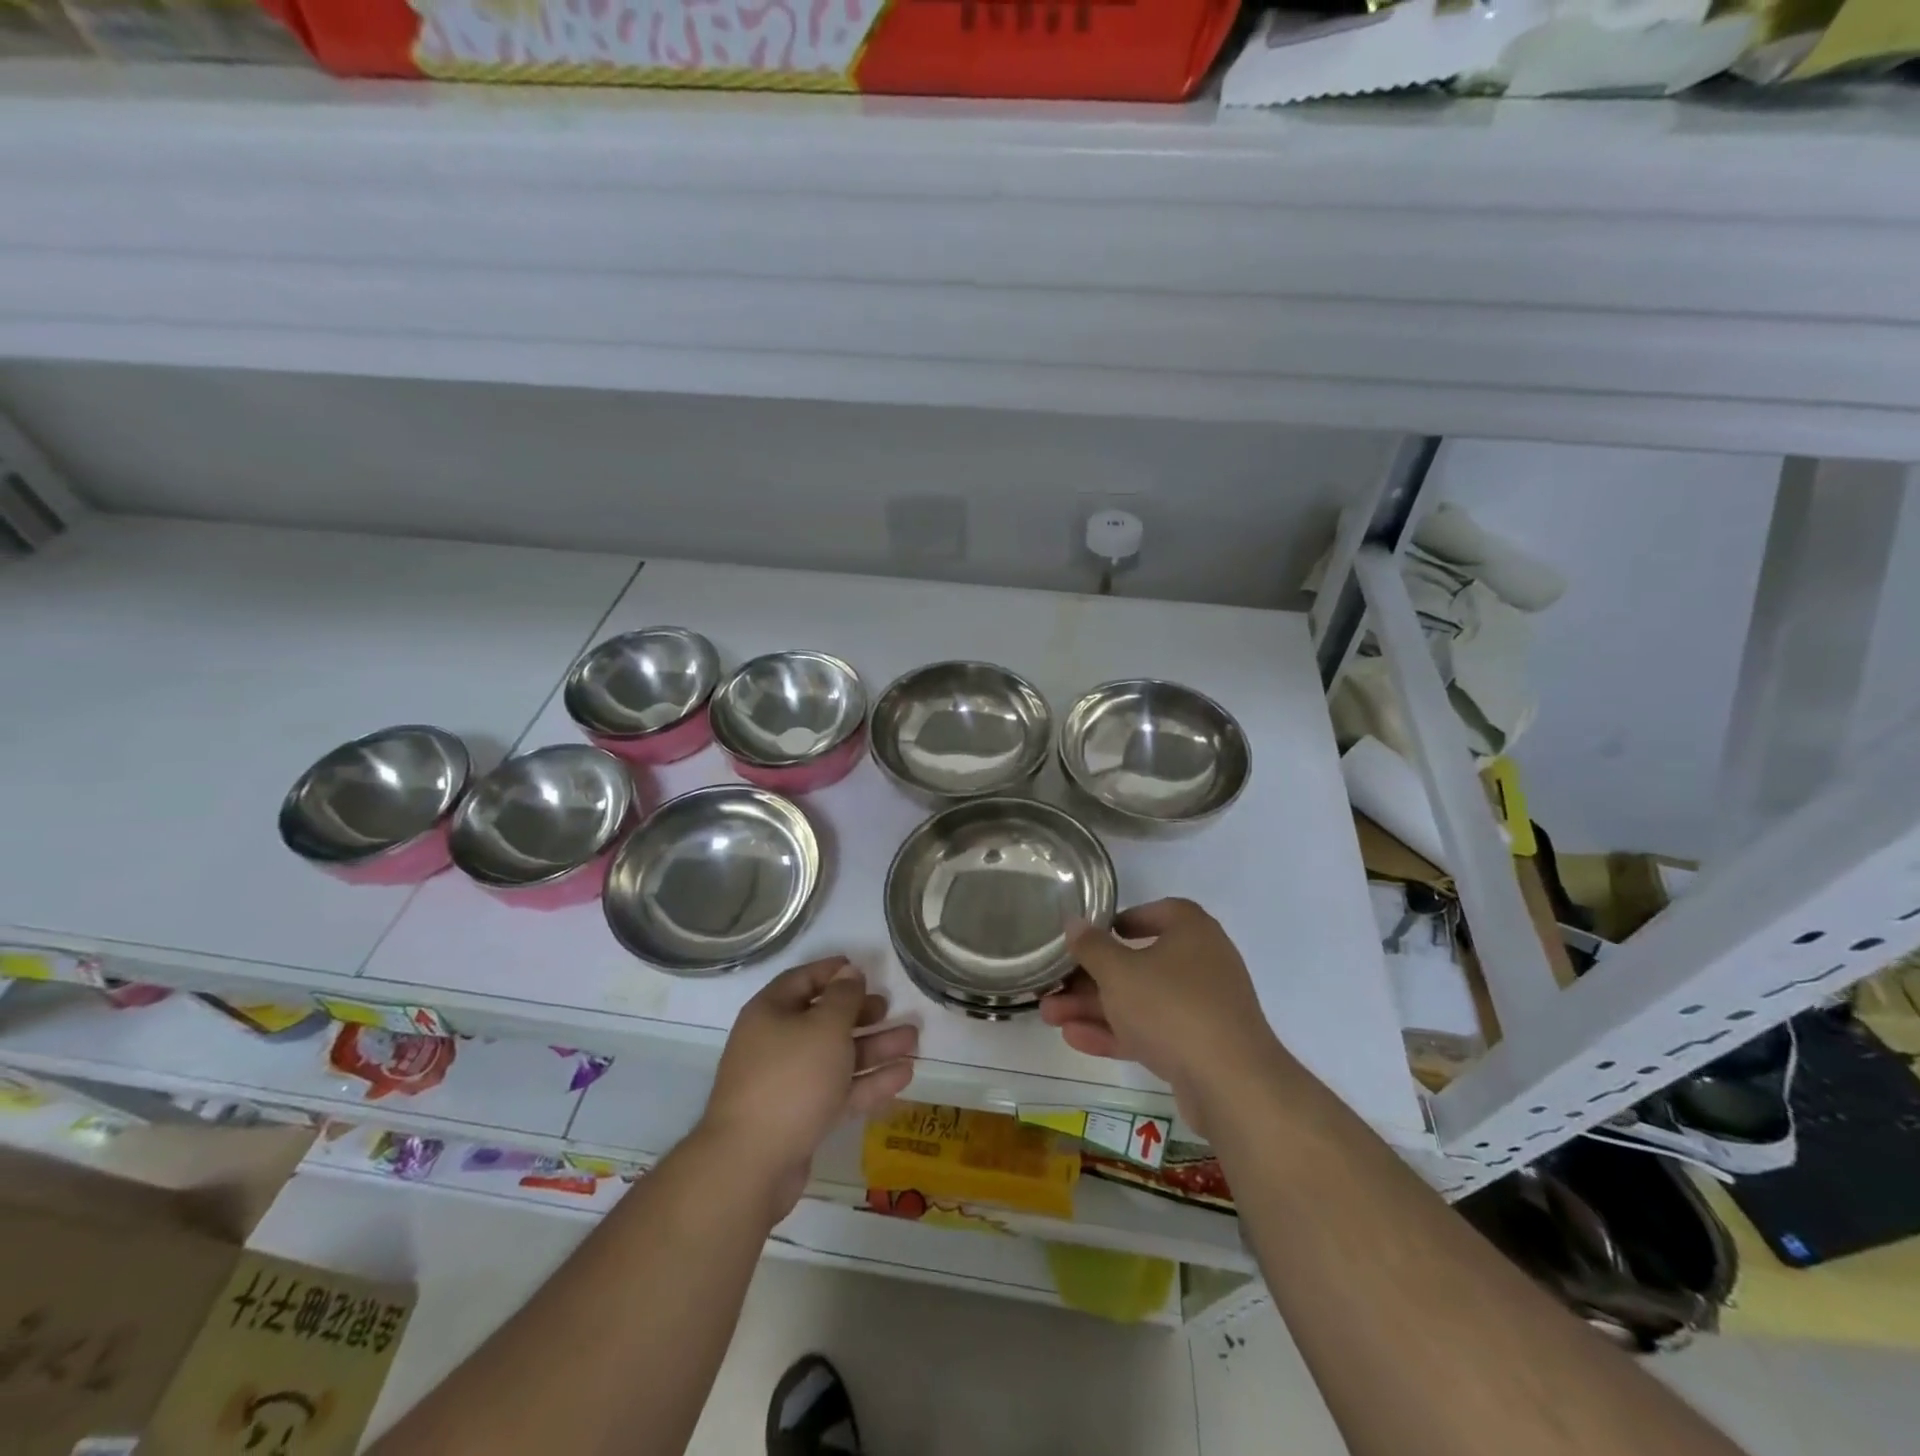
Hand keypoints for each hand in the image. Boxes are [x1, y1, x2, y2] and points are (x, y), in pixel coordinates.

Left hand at [700, 957, 917, 1220]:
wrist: (751, 1164)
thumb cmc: (791, 1078)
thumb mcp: (825, 1027)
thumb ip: (843, 997)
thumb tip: (849, 971)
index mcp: (770, 1013)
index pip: (802, 980)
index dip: (831, 971)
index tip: (862, 968)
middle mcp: (776, 1043)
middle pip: (822, 1020)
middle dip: (859, 1014)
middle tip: (888, 1008)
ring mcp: (788, 1084)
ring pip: (836, 1057)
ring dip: (874, 1047)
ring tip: (912, 1039)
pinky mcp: (801, 1118)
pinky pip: (839, 1090)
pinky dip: (869, 1081)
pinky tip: (904, 1075)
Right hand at [1041, 898, 1287, 1136]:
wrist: (1231, 1084)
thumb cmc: (1171, 1007)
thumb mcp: (1119, 972)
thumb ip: (1092, 947)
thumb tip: (1075, 922)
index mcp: (1192, 932)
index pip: (1160, 912)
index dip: (1125, 919)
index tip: (1094, 933)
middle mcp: (1202, 964)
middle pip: (1139, 963)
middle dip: (1092, 976)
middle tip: (1054, 985)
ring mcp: (1202, 1008)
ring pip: (1140, 1001)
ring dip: (1095, 1007)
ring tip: (1050, 1015)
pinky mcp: (1198, 1047)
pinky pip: (1151, 1031)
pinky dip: (1116, 1032)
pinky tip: (1074, 1038)